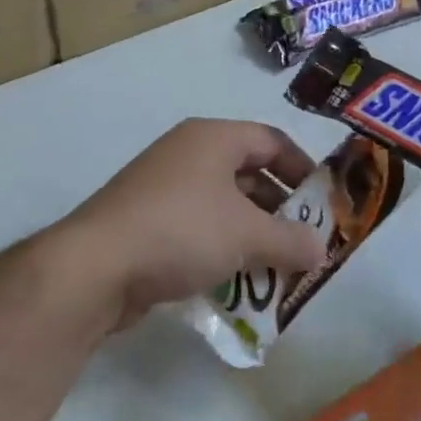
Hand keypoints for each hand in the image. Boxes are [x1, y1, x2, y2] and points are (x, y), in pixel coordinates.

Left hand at [58, 119, 329, 328]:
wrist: (96, 266)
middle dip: (278, 209)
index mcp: (213, 138)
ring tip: (275, 269)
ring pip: (222, 205)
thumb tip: (320, 250)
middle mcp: (187, 153)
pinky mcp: (145, 221)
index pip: (271, 140)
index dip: (302, 168)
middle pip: (247, 173)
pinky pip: (197, 227)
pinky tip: (235, 281)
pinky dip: (220, 248)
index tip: (323, 203)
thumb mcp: (248, 235)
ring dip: (251, 234)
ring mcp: (162, 187)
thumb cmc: (183, 231)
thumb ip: (291, 241)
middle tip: (303, 242)